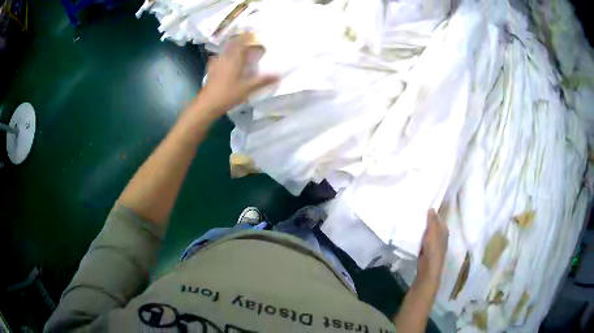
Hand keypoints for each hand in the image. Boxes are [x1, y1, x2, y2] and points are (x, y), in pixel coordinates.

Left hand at [199, 33, 279, 115]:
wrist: (207, 104)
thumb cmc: (228, 94)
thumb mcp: (247, 88)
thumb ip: (263, 80)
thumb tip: (279, 75)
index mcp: (234, 59)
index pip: (242, 42)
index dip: (249, 37)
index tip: (255, 34)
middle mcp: (225, 57)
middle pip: (233, 43)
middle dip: (241, 40)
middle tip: (248, 39)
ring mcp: (216, 63)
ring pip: (225, 50)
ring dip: (233, 46)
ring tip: (239, 48)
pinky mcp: (211, 70)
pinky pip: (219, 57)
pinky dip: (225, 55)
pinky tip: (225, 60)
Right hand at [416, 209, 448, 287]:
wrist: (428, 268)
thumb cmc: (433, 249)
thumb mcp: (433, 232)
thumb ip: (432, 220)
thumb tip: (432, 208)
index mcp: (444, 230)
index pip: (438, 218)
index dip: (431, 213)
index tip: (422, 208)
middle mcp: (441, 236)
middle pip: (433, 225)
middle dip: (425, 221)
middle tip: (415, 214)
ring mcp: (434, 244)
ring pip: (427, 233)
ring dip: (421, 229)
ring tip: (411, 222)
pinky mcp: (427, 250)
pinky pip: (422, 240)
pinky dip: (418, 237)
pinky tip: (411, 234)